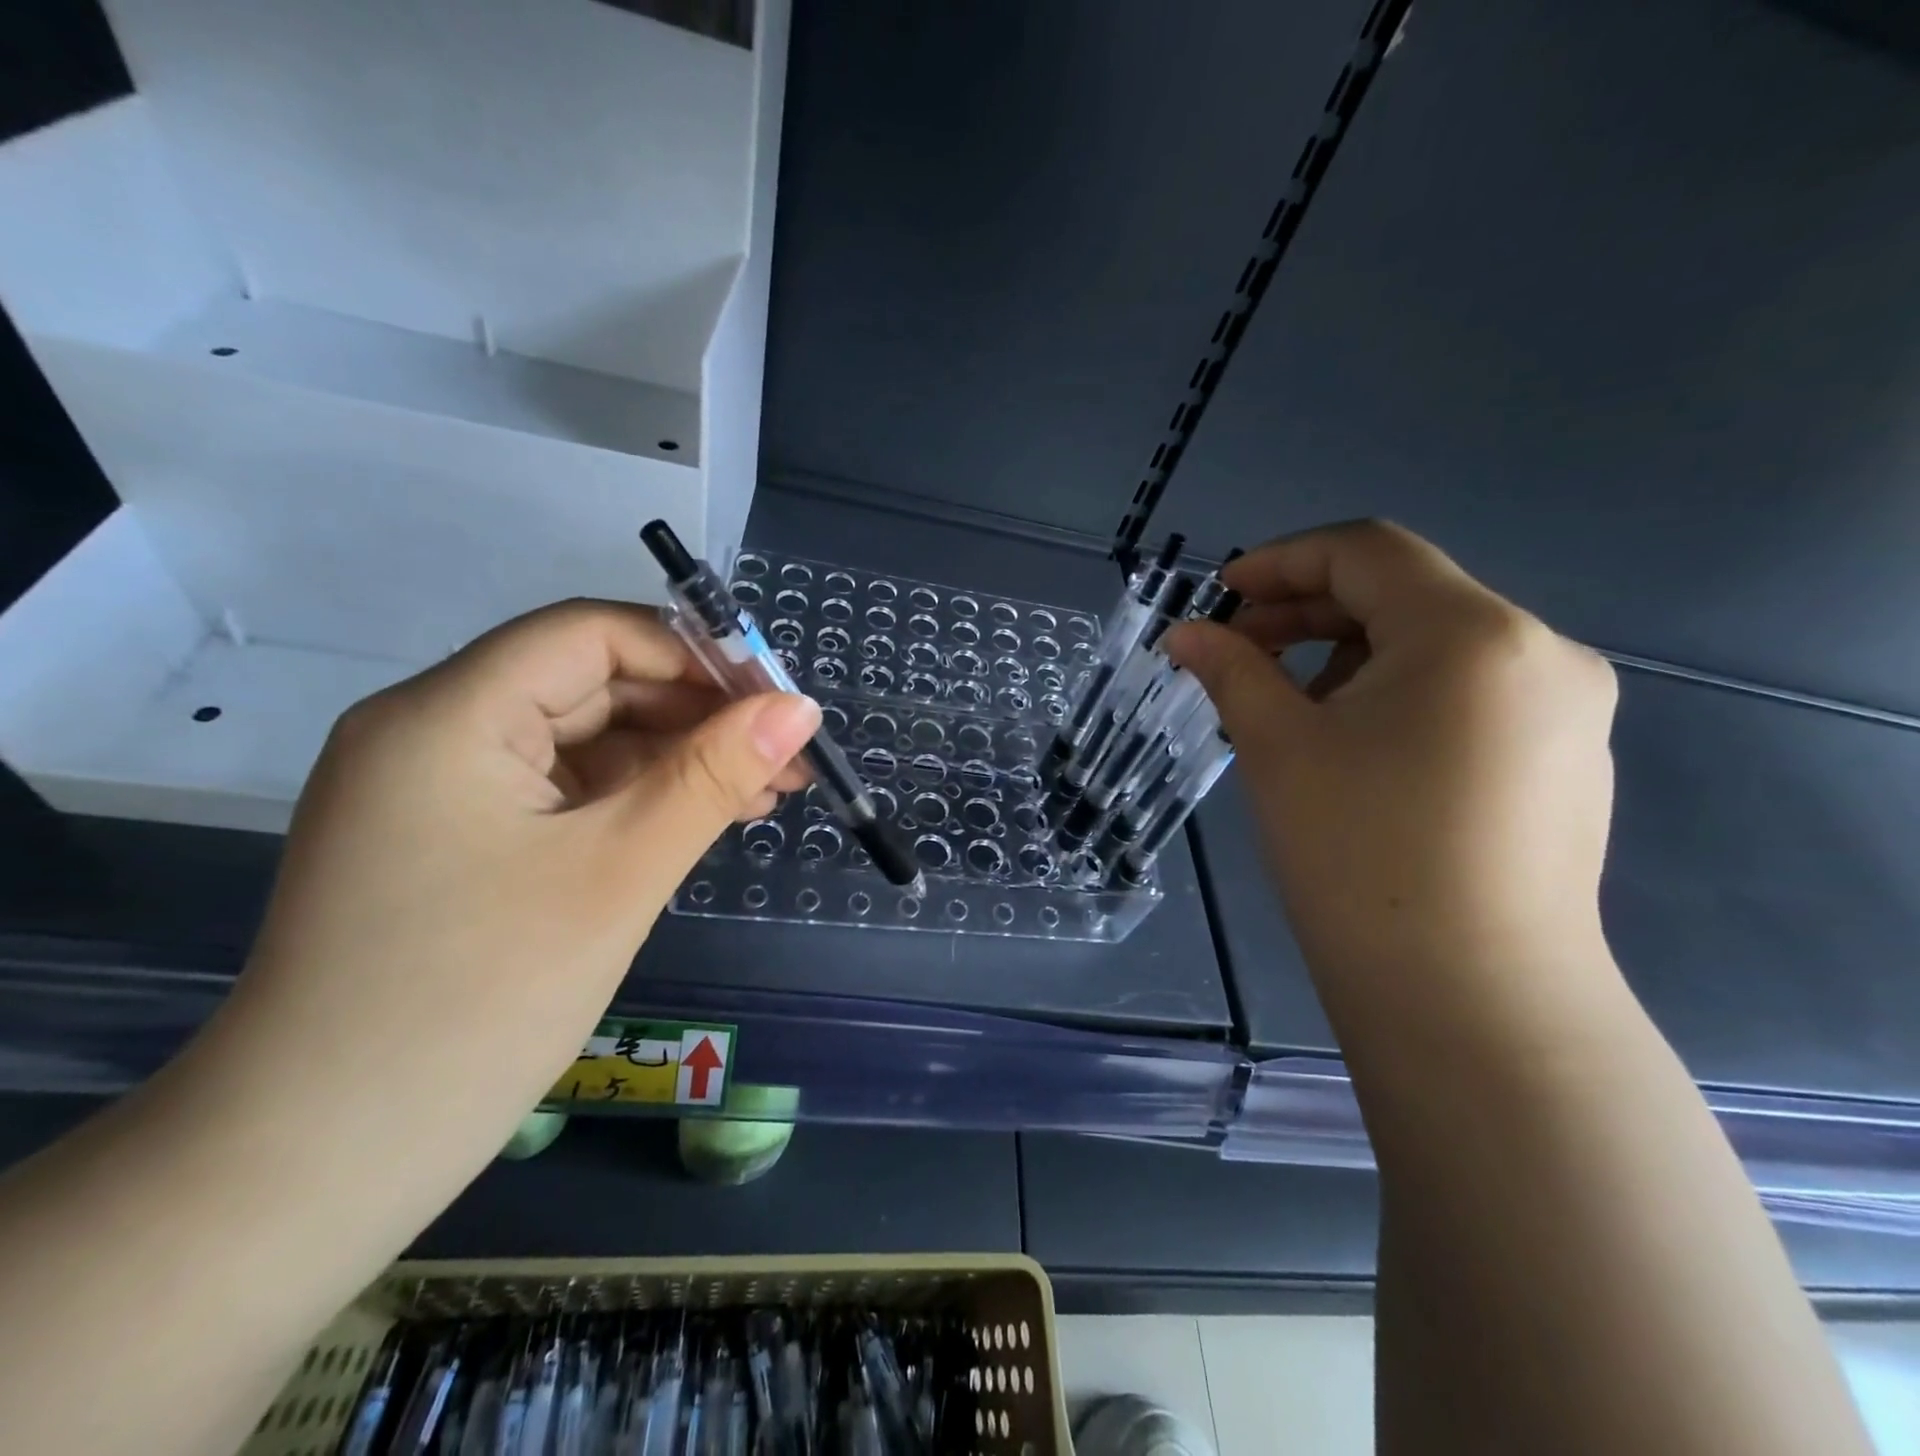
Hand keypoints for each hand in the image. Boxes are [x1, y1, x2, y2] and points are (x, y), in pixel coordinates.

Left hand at [200, 600, 817, 1174]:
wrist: (317, 1164)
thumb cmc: (477, 1001)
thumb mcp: (619, 873)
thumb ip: (713, 777)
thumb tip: (798, 710)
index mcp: (450, 715)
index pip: (591, 635)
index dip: (694, 654)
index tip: (776, 700)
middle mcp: (434, 732)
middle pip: (590, 685)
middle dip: (696, 714)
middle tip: (784, 758)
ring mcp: (439, 790)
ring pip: (583, 741)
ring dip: (674, 760)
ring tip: (762, 794)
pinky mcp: (455, 841)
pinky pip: (562, 792)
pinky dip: (633, 800)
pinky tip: (697, 822)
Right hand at [1165, 521, 1619, 1035]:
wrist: (1469, 1001)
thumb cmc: (1359, 855)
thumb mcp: (1278, 747)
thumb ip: (1231, 670)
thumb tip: (1185, 634)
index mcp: (1474, 634)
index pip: (1368, 551)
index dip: (1282, 561)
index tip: (1220, 596)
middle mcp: (1541, 653)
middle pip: (1406, 595)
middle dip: (1309, 612)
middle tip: (1238, 650)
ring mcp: (1566, 712)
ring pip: (1436, 647)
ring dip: (1348, 656)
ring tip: (1285, 705)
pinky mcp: (1564, 763)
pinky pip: (1468, 695)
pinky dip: (1396, 694)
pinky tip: (1350, 744)